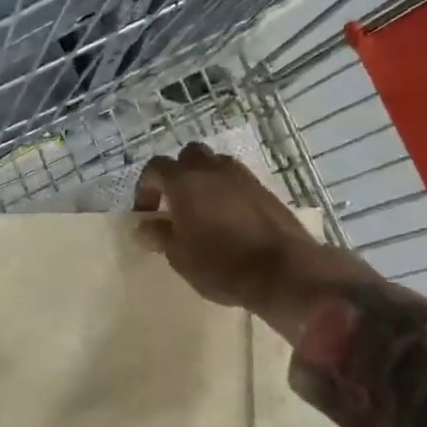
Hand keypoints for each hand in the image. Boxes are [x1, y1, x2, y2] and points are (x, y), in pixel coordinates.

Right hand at [134, 142, 378, 339]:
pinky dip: (226, 190)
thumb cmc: (221, 265)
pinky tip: (228, 217)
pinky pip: (237, 180)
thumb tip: (143, 226)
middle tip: (175, 203)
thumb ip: (159, 235)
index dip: (145, 188)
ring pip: (216, 164)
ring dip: (204, 179)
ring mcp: (242, 177)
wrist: (284, 271)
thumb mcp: (179, 256)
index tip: (147, 214)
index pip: (155, 168)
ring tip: (202, 209)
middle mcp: (212, 170)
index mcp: (184, 182)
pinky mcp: (265, 189)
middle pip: (188, 156)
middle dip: (177, 174)